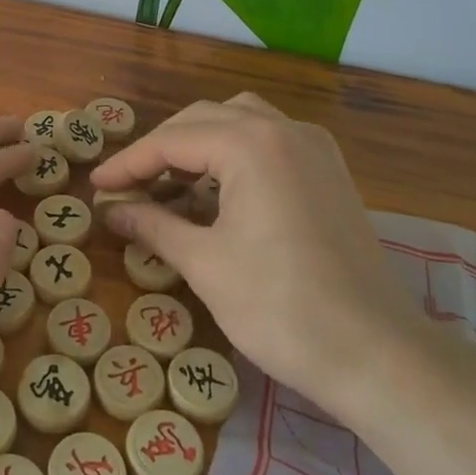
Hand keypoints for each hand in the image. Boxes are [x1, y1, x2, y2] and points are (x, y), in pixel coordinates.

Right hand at [89, 93, 427, 407]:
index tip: (97, 187)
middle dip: (161, 148)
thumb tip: (111, 211)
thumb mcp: (205, 264)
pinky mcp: (330, 172)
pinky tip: (220, 191)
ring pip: (240, 120)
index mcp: (250, 143)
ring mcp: (314, 148)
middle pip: (204, 118)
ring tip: (171, 182)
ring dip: (199, 143)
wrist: (378, 355)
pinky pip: (270, 140)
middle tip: (129, 186)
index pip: (172, 140)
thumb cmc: (281, 308)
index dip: (129, 163)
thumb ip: (152, 226)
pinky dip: (235, 153)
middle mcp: (284, 129)